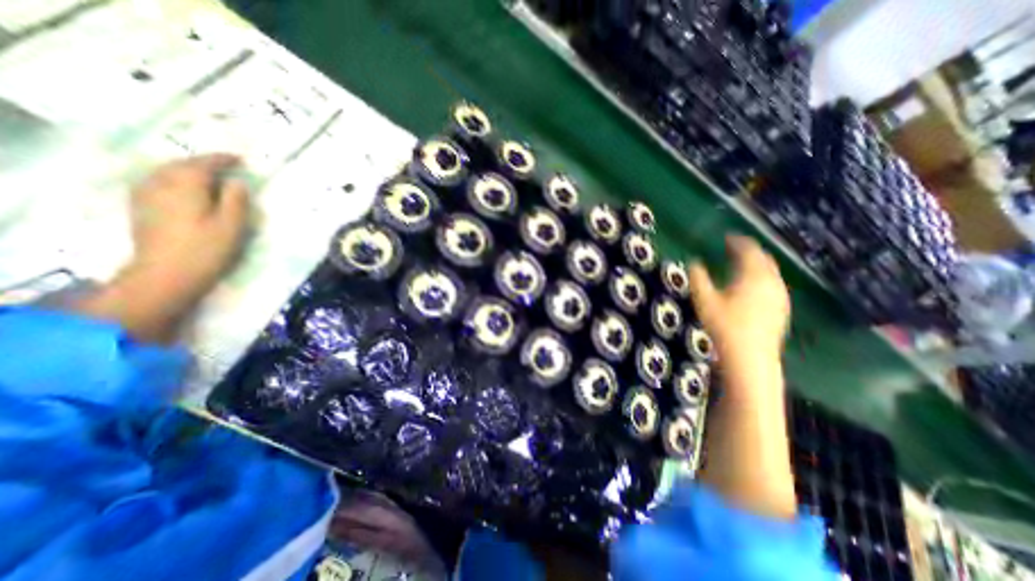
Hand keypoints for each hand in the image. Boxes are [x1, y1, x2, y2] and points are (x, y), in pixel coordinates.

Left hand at [128, 152, 251, 301]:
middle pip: (181, 164)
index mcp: (186, 184)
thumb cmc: (207, 248)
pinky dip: (173, 179)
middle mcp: (160, 182)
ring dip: (187, 170)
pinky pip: (157, 181)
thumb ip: (236, 199)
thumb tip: (236, 182)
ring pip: (166, 171)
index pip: (204, 163)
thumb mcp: (232, 224)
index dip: (223, 159)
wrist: (166, 272)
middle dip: (203, 163)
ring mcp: (145, 193)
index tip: (240, 159)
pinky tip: (183, 188)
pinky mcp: (140, 206)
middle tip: (225, 167)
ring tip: (207, 176)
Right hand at [686, 234, 793, 361]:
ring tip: (741, 265)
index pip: (749, 250)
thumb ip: (698, 278)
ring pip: (771, 272)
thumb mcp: (704, 300)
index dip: (738, 241)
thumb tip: (694, 262)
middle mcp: (772, 282)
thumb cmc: (724, 325)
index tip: (727, 236)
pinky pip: (773, 284)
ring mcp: (780, 296)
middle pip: (764, 258)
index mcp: (753, 276)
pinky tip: (751, 286)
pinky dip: (762, 277)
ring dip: (756, 264)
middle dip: (749, 251)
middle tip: (734, 248)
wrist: (750, 357)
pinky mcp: (781, 308)